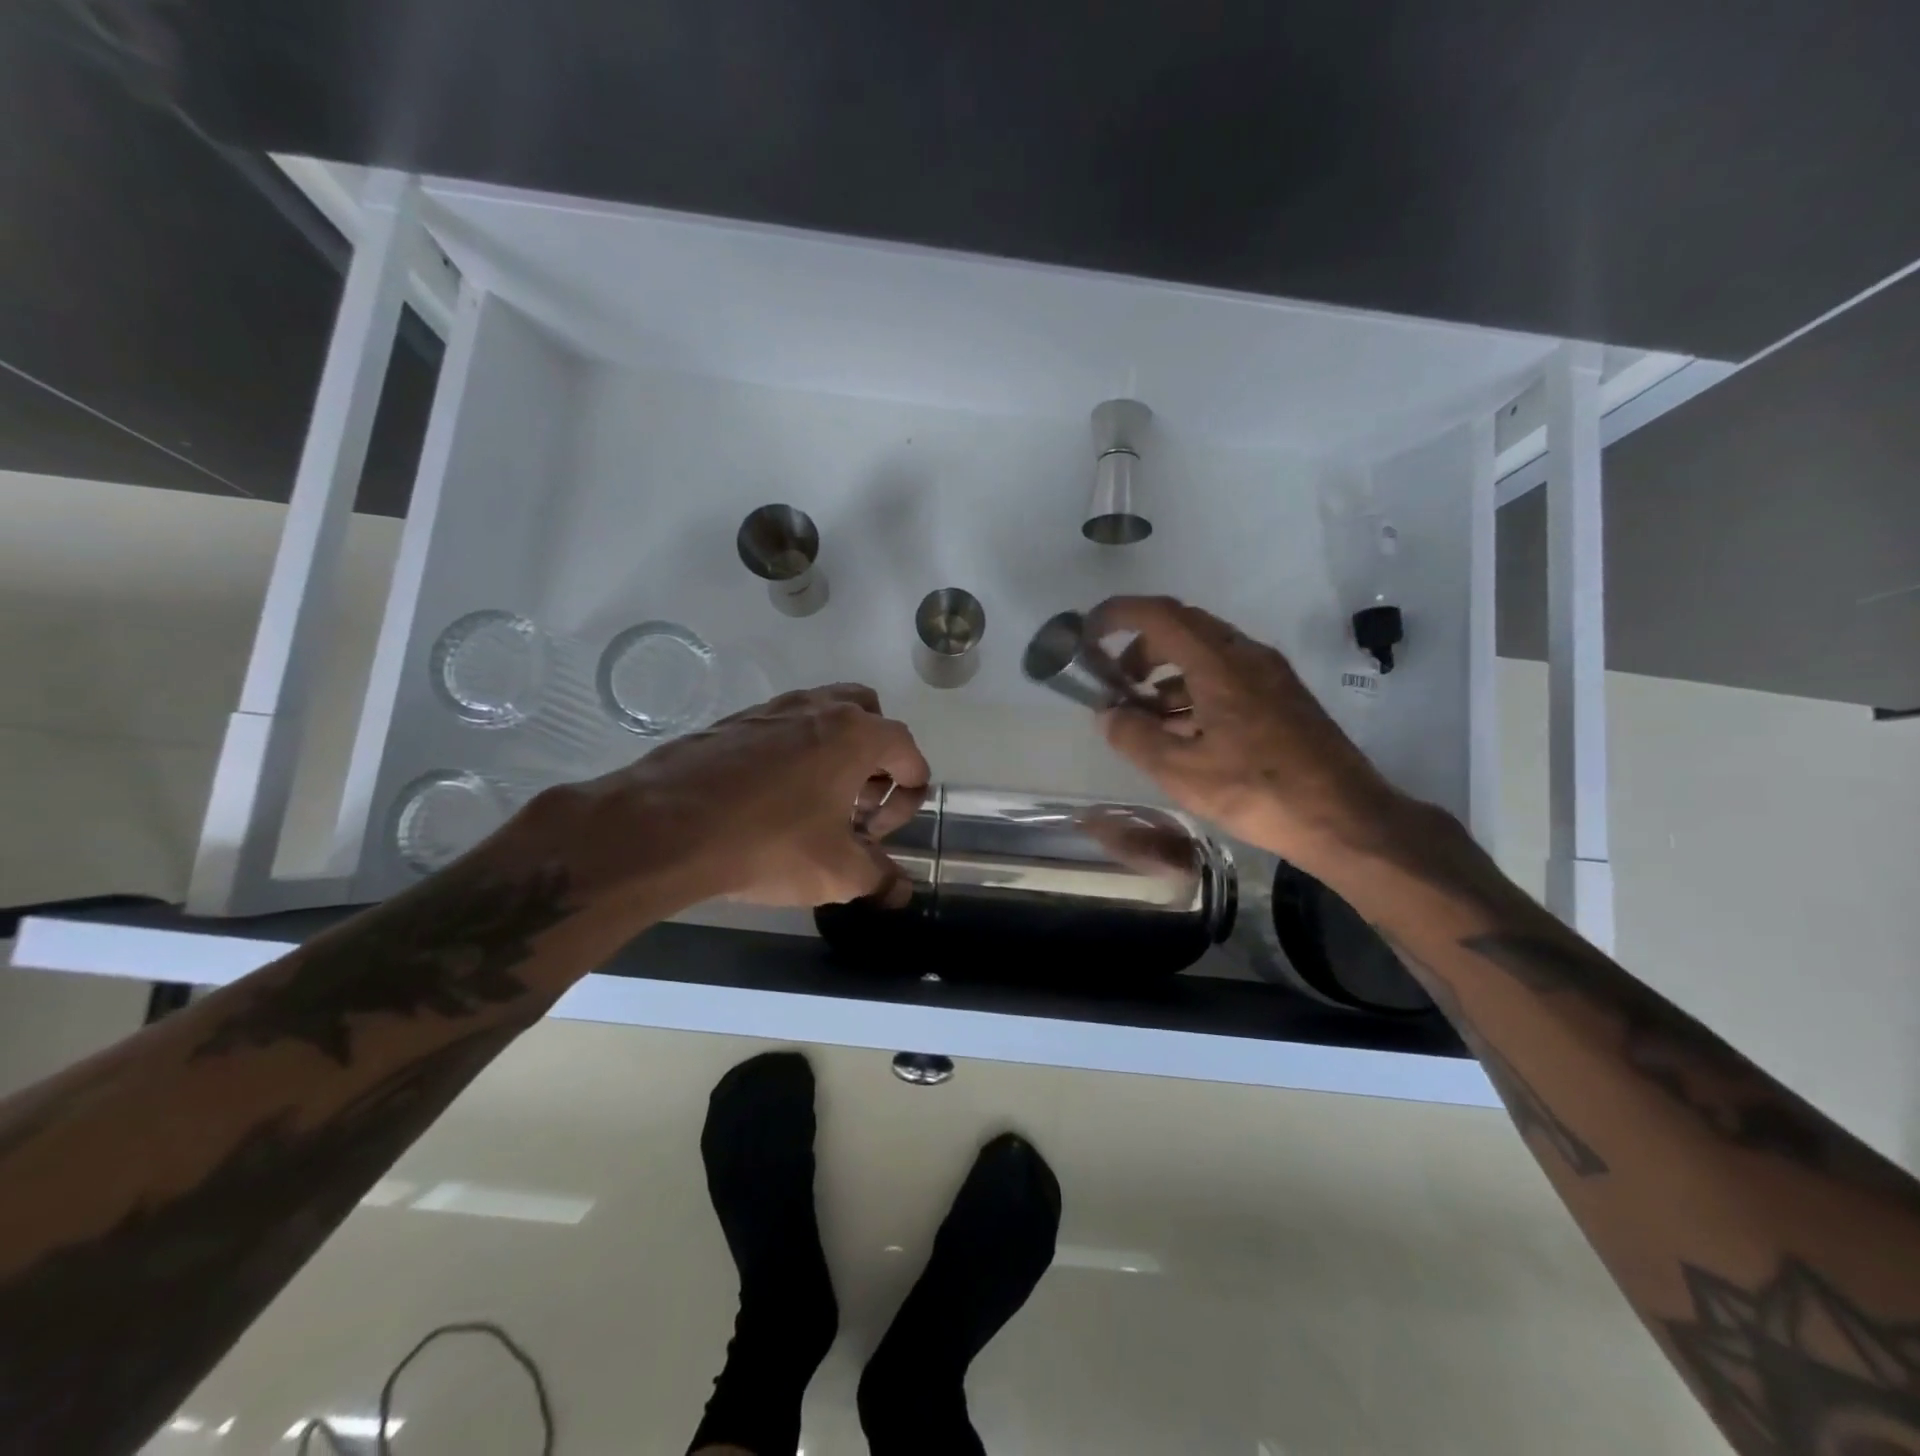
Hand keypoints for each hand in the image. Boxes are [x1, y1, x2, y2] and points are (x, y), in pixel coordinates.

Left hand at [546, 684, 930, 912]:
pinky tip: (772, 796)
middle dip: (876, 760)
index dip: (907, 799)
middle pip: (871, 717)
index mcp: (857, 734)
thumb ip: (879, 879)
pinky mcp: (735, 720)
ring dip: (836, 752)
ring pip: (825, 715)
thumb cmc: (768, 843)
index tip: (877, 835)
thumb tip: (900, 893)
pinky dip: (795, 752)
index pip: (909, 753)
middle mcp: (821, 708)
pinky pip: (784, 727)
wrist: (665, 826)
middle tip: (857, 803)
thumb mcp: (836, 873)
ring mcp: (774, 708)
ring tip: (818, 800)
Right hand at [1087, 596, 1399, 870]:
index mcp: (1220, 663)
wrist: (1346, 819)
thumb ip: (1134, 737)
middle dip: (1139, 649)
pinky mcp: (1282, 697)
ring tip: (1144, 716)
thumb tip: (1108, 714)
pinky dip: (1193, 689)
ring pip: (1205, 653)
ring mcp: (1269, 675)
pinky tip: (1182, 731)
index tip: (1087, 632)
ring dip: (1167, 673)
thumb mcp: (1181, 771)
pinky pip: (1226, 675)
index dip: (1117, 615)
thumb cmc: (1258, 791)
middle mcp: (1247, 656)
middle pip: (1182, 628)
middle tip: (1114, 684)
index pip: (1160, 615)